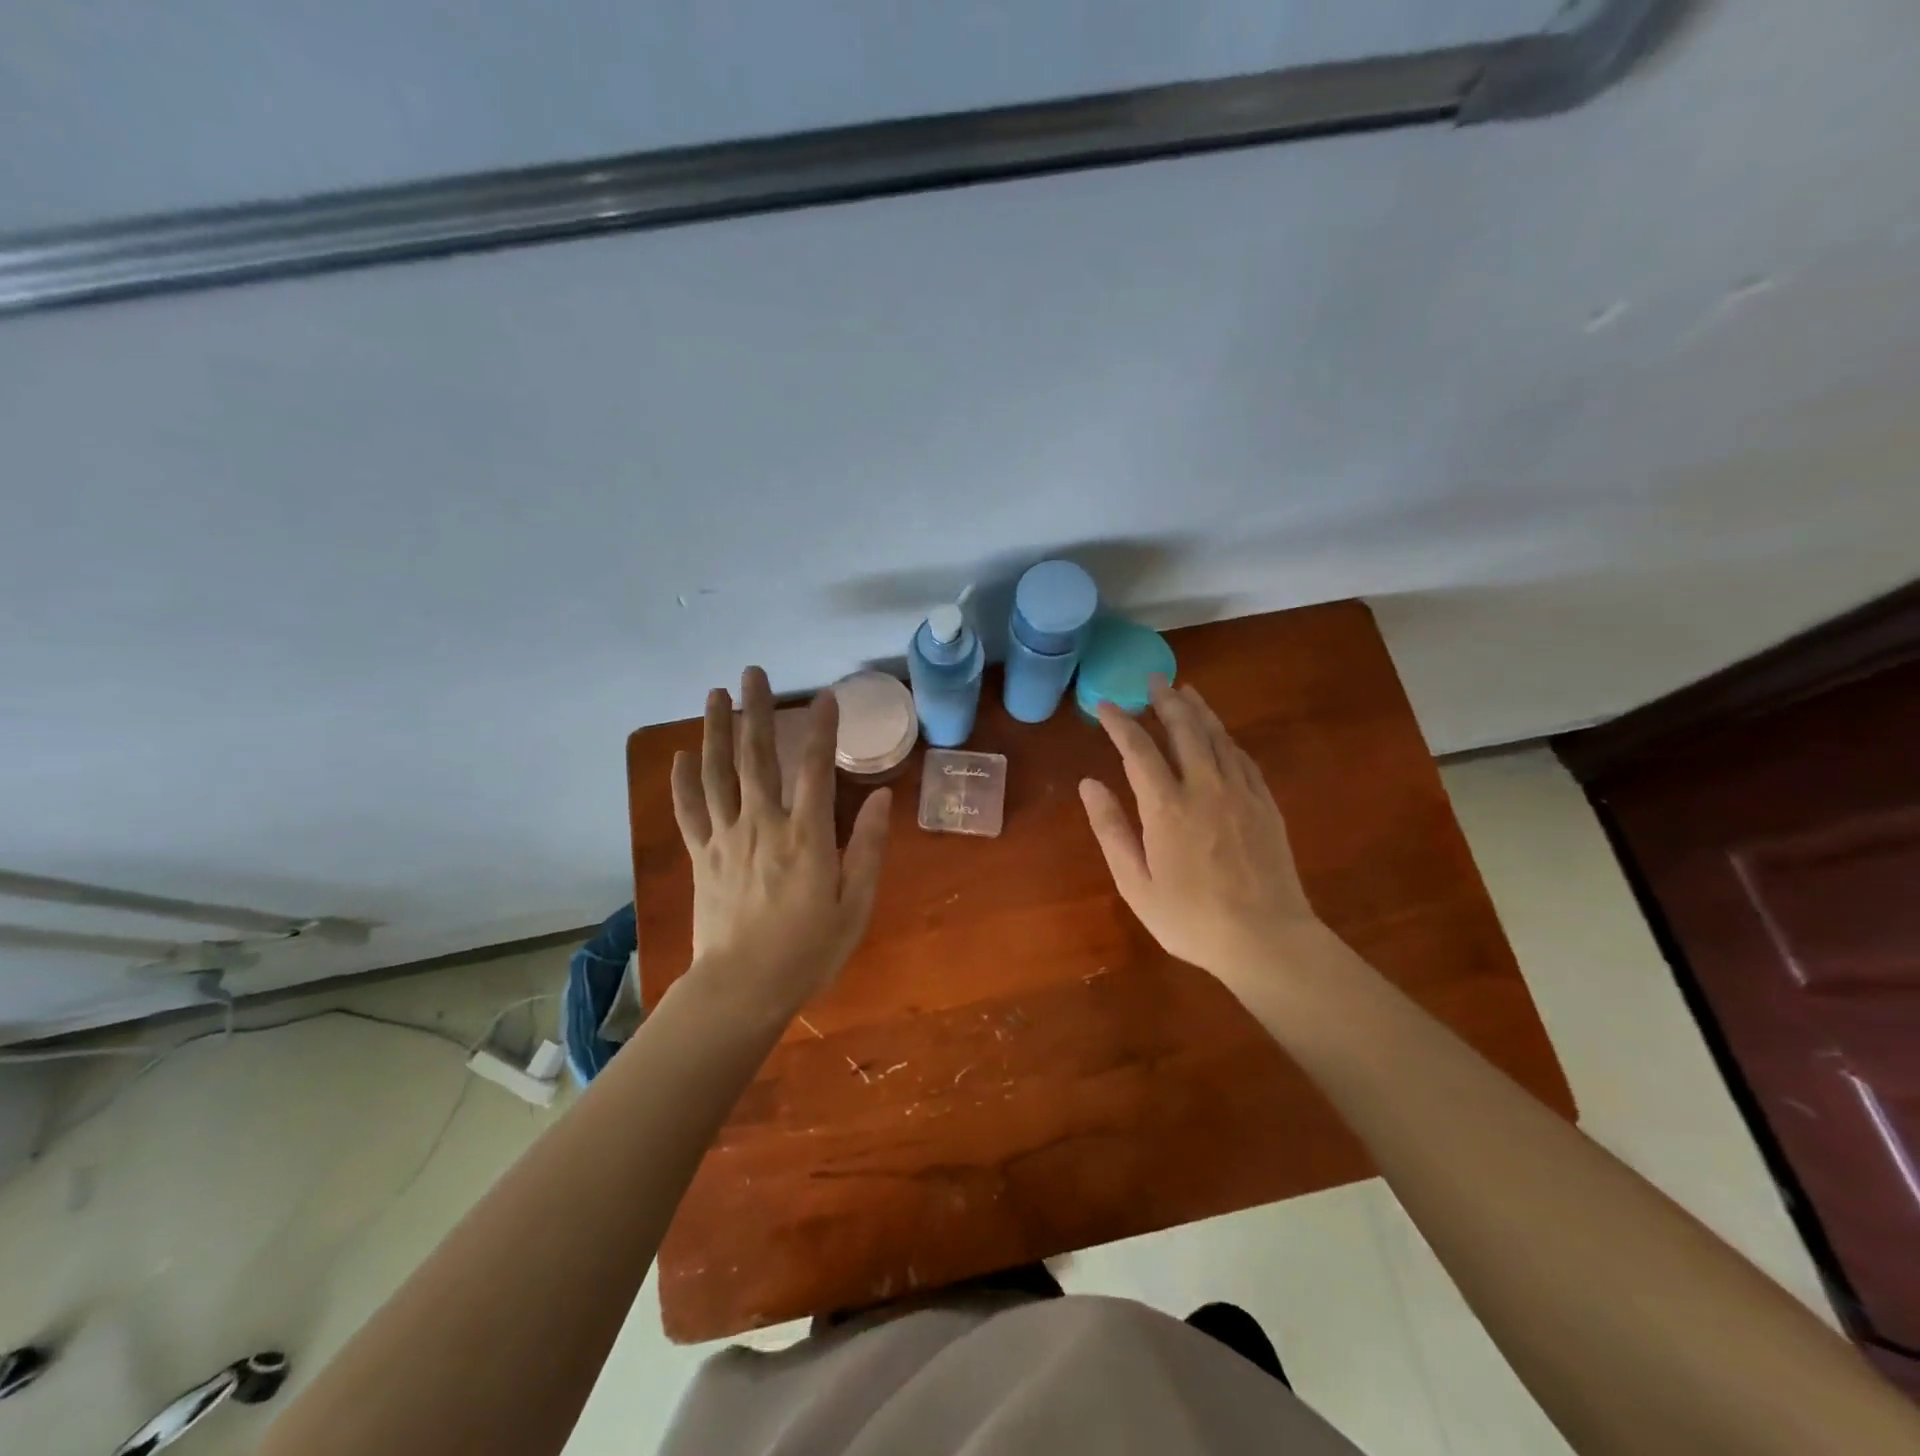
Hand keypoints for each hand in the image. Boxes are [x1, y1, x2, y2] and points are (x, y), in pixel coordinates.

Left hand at [671, 667, 891, 1016]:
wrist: (741, 989)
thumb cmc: (808, 951)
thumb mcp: (855, 905)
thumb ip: (869, 849)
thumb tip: (885, 798)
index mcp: (806, 835)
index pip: (815, 768)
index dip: (821, 728)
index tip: (825, 695)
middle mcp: (763, 824)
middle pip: (757, 756)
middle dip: (755, 710)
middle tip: (752, 673)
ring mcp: (726, 838)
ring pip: (717, 773)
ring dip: (714, 730)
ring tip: (714, 695)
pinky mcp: (701, 857)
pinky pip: (689, 811)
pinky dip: (683, 782)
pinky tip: (680, 756)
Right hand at [1079, 678, 1325, 997]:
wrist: (1267, 939)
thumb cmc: (1190, 918)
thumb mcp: (1135, 882)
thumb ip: (1111, 828)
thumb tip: (1089, 783)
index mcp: (1166, 806)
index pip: (1138, 749)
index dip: (1120, 722)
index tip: (1105, 705)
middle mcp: (1204, 787)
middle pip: (1183, 729)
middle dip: (1165, 700)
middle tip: (1153, 679)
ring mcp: (1240, 792)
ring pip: (1216, 736)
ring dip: (1198, 710)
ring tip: (1185, 689)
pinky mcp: (1265, 803)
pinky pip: (1242, 757)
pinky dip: (1225, 738)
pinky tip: (1220, 734)